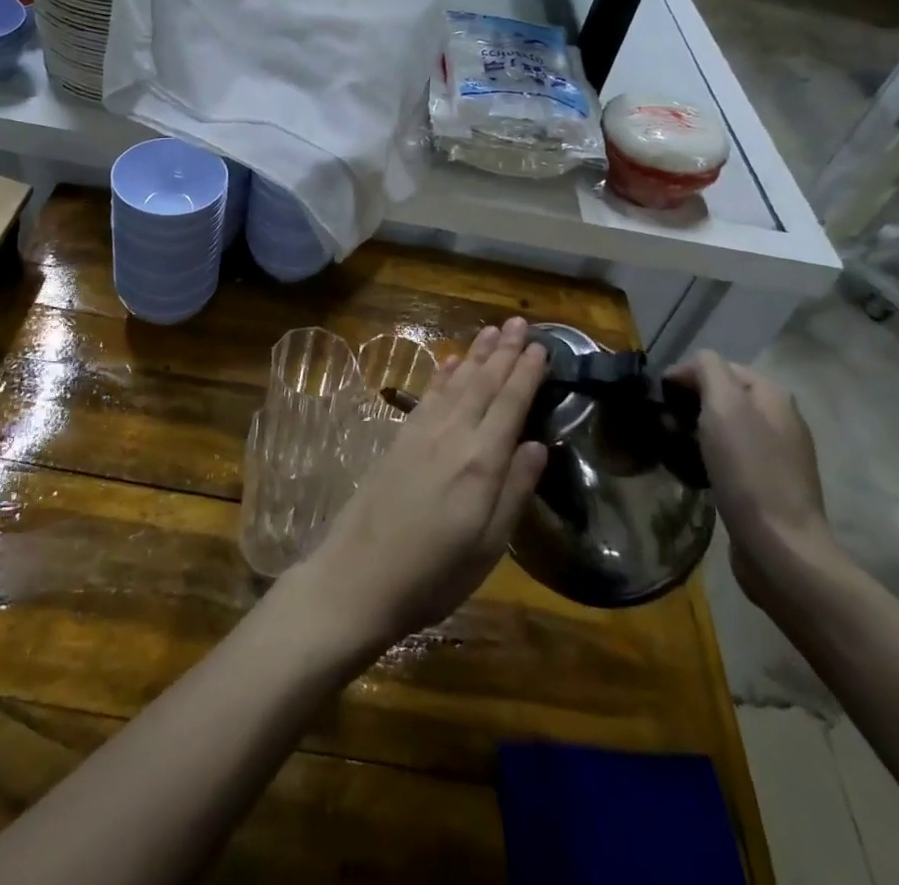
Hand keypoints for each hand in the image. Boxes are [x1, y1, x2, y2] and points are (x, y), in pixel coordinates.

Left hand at [286, 318, 549, 658]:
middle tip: (519, 322)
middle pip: (482, 383)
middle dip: (503, 351)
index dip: (526, 374)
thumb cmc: (433, 575)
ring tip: (491, 330)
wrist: (358, 577)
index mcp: (481, 462)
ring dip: (475, 354)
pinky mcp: (399, 439)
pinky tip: (450, 361)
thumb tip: (538, 444)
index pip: (510, 404)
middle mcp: (452, 436)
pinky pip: (428, 395)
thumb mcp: (488, 547)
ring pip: (455, 382)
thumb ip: (515, 491)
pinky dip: (442, 374)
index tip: (541, 346)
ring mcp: (421, 433)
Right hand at [667, 350, 845, 614]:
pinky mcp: (766, 485)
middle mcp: (779, 419)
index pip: (718, 365)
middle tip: (662, 423)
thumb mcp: (724, 405)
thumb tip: (689, 369)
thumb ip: (707, 370)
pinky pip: (729, 457)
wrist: (779, 546)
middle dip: (688, 404)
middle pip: (722, 396)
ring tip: (671, 447)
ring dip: (694, 432)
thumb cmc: (748, 469)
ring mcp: (776, 455)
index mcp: (772, 395)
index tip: (658, 397)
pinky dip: (707, 457)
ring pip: (723, 427)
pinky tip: (692, 471)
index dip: (685, 375)